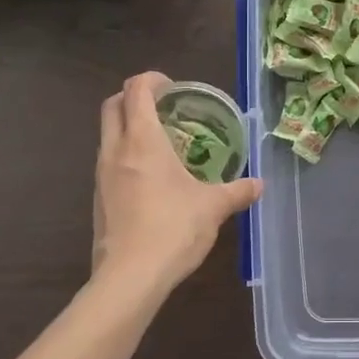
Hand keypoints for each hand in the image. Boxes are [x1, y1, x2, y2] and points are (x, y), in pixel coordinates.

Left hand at [92, 72, 261, 295]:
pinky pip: (108, 162)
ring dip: (128, 127)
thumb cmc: (173, 229)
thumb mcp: (213, 207)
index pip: (135, 90)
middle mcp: (115, 151)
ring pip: (106, 134)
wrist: (129, 278)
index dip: (152, 79)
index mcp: (142, 141)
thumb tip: (259, 185)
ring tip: (161, 141)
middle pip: (112, 105)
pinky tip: (151, 177)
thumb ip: (237, 191)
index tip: (173, 87)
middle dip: (134, 97)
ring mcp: (101, 175)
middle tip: (164, 106)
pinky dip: (125, 155)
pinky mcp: (98, 199)